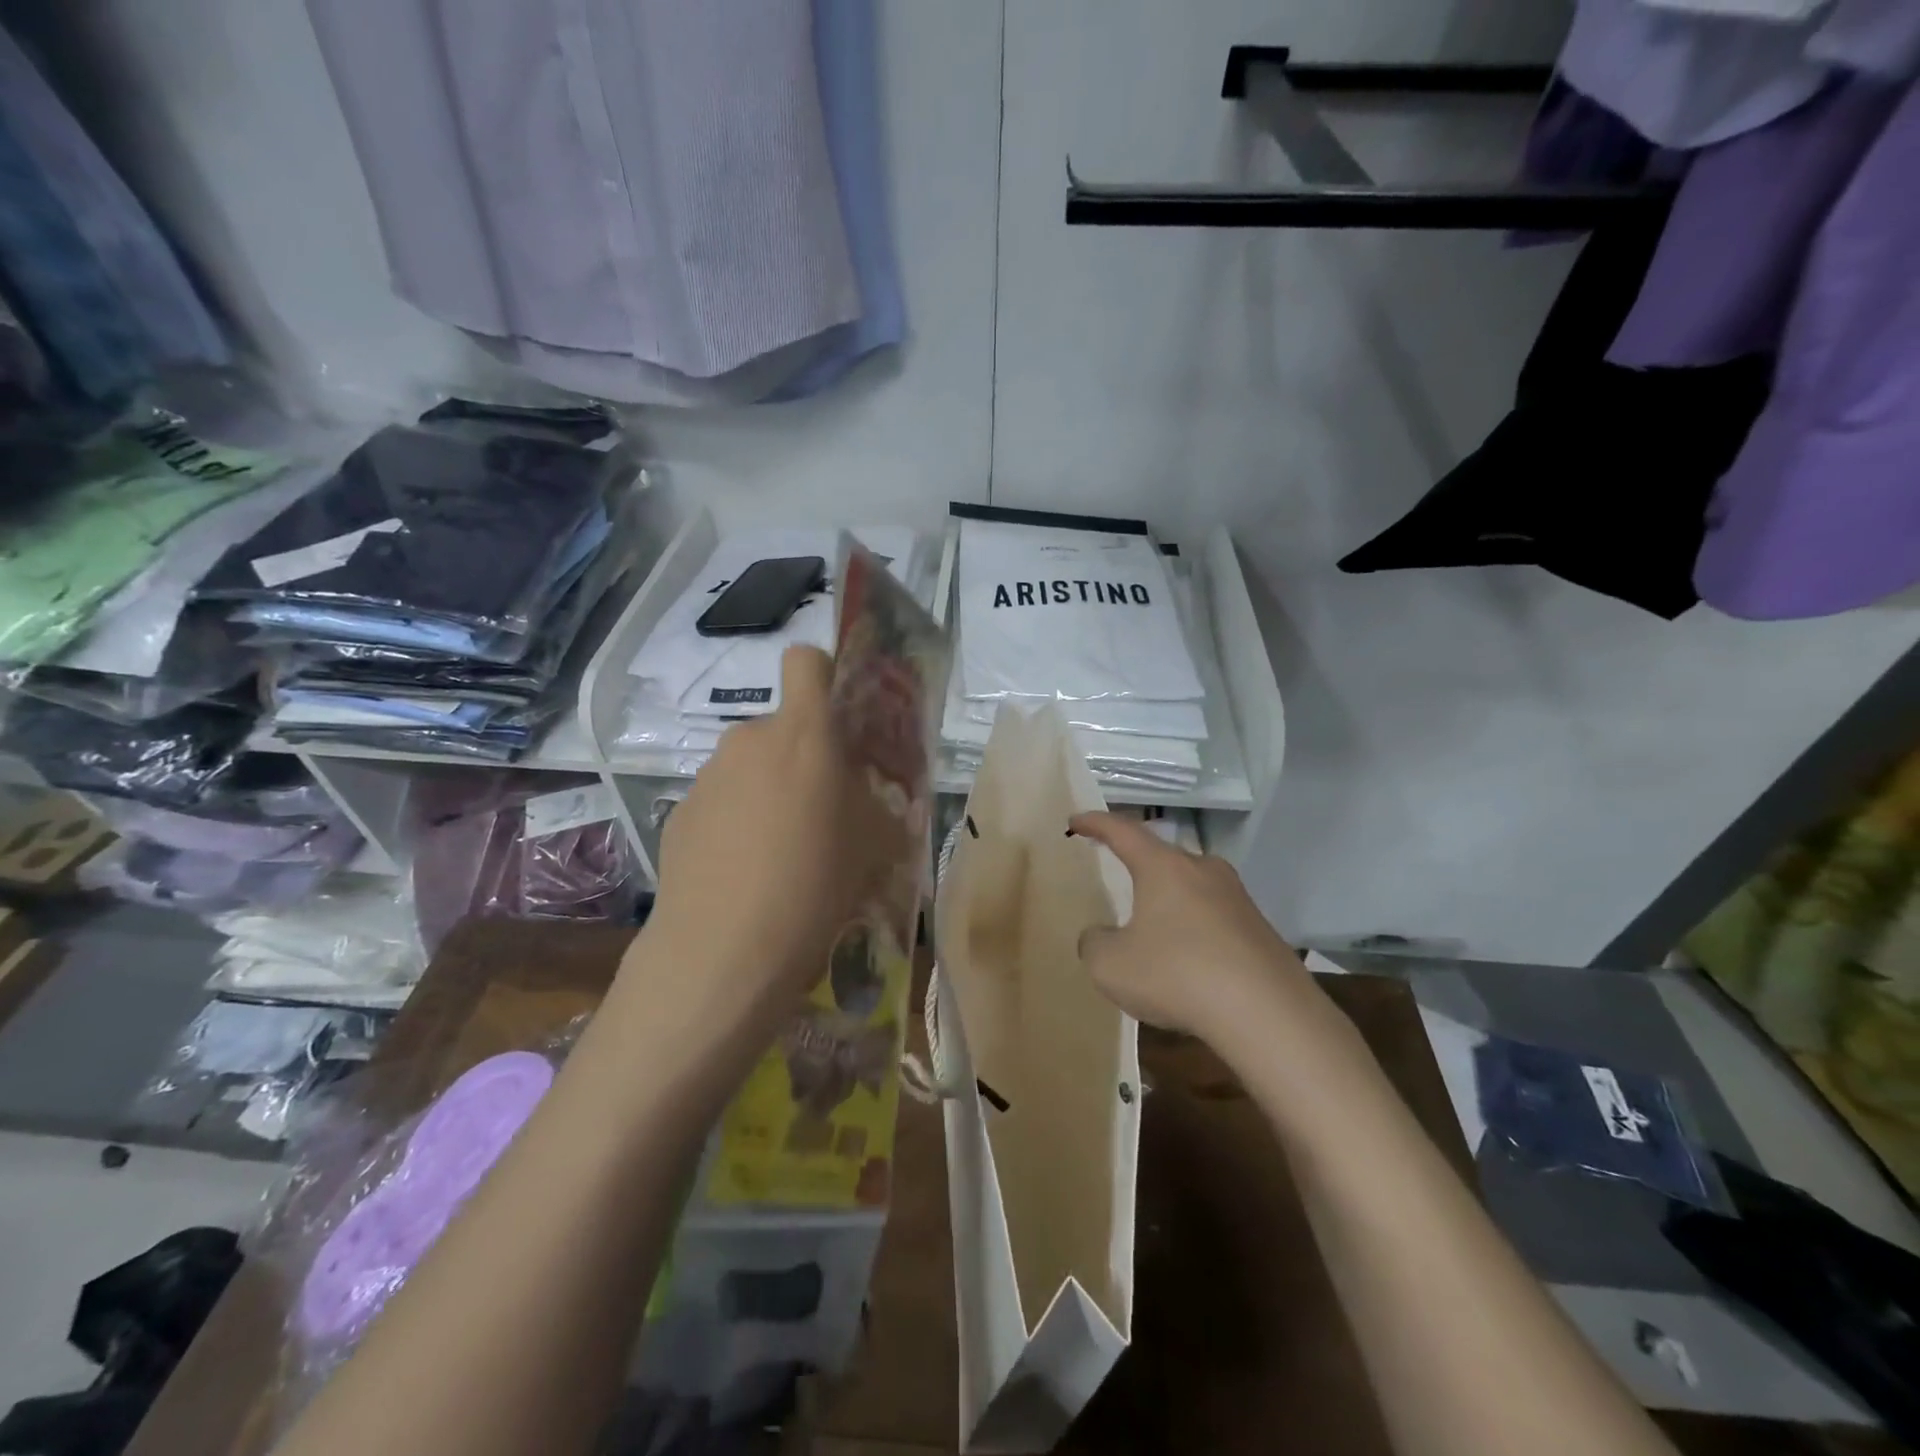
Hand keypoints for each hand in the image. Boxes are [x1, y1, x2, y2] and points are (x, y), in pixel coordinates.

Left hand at [638, 647, 908, 1031]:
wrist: (724, 951)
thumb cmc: (816, 885)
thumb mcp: (874, 844)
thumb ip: (878, 804)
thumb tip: (873, 797)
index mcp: (804, 734)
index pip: (806, 661)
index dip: (823, 675)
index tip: (837, 718)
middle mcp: (749, 739)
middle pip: (781, 726)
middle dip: (802, 755)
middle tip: (820, 811)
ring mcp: (708, 775)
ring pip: (750, 766)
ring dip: (767, 790)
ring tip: (779, 852)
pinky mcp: (680, 812)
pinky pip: (720, 800)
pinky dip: (735, 821)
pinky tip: (742, 873)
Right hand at [1069, 811, 1314, 1042]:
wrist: (1269, 1014)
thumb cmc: (1177, 975)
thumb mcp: (1110, 965)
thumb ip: (1095, 943)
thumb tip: (1100, 936)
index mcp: (1163, 867)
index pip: (1122, 831)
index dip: (1095, 823)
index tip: (1076, 820)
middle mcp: (1203, 870)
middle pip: (1163, 856)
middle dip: (1138, 864)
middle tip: (1118, 872)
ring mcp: (1238, 898)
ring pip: (1192, 887)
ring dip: (1170, 901)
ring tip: (1153, 925)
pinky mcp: (1260, 930)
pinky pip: (1215, 919)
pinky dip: (1195, 931)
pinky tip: (1189, 961)